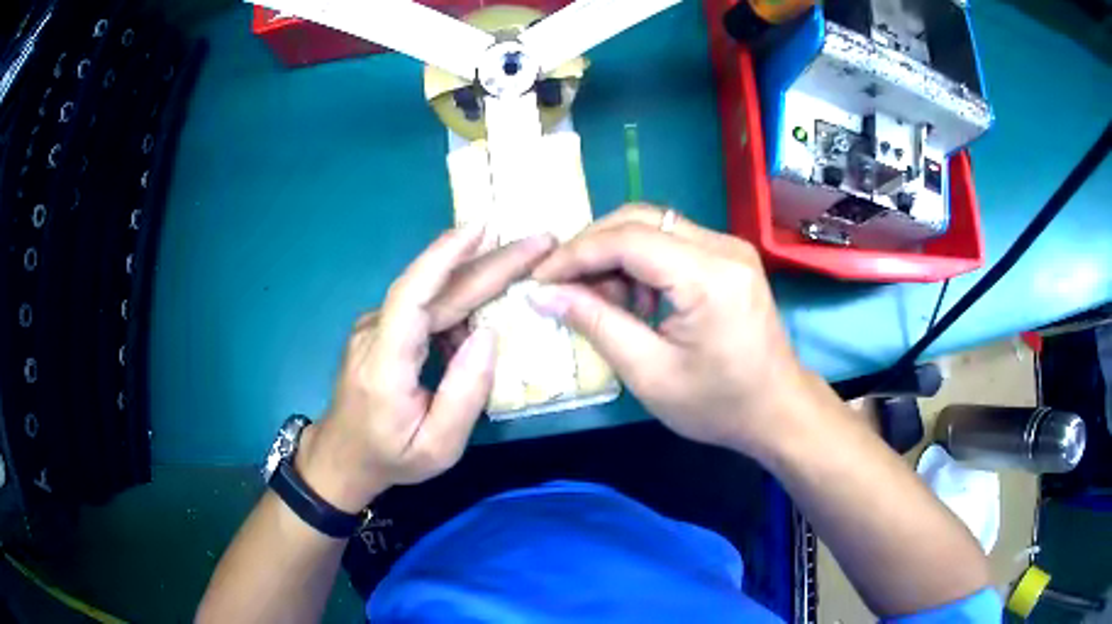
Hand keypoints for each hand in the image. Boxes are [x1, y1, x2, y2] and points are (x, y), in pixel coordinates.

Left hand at [297, 226, 556, 512]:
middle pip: (433, 287)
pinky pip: (426, 306)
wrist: (343, 455)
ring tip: (525, 268)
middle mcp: (375, 333)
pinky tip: (488, 308)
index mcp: (385, 364)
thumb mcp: (437, 448)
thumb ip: (465, 395)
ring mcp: (375, 326)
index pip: (411, 296)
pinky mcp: (382, 328)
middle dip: (489, 260)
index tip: (482, 229)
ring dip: (480, 276)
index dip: (444, 257)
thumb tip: (489, 335)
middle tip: (538, 242)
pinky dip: (462, 302)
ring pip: (432, 293)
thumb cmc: (390, 457)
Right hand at [530, 205, 813, 458]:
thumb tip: (543, 294)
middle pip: (641, 218)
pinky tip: (637, 301)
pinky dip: (642, 263)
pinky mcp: (728, 257)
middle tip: (563, 285)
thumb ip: (597, 324)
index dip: (576, 254)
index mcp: (709, 277)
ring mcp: (729, 247)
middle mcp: (723, 247)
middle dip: (593, 246)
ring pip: (654, 226)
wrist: (778, 410)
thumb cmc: (718, 405)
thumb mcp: (650, 374)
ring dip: (617, 254)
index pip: (628, 239)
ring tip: (604, 301)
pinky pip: (672, 241)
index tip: (539, 278)